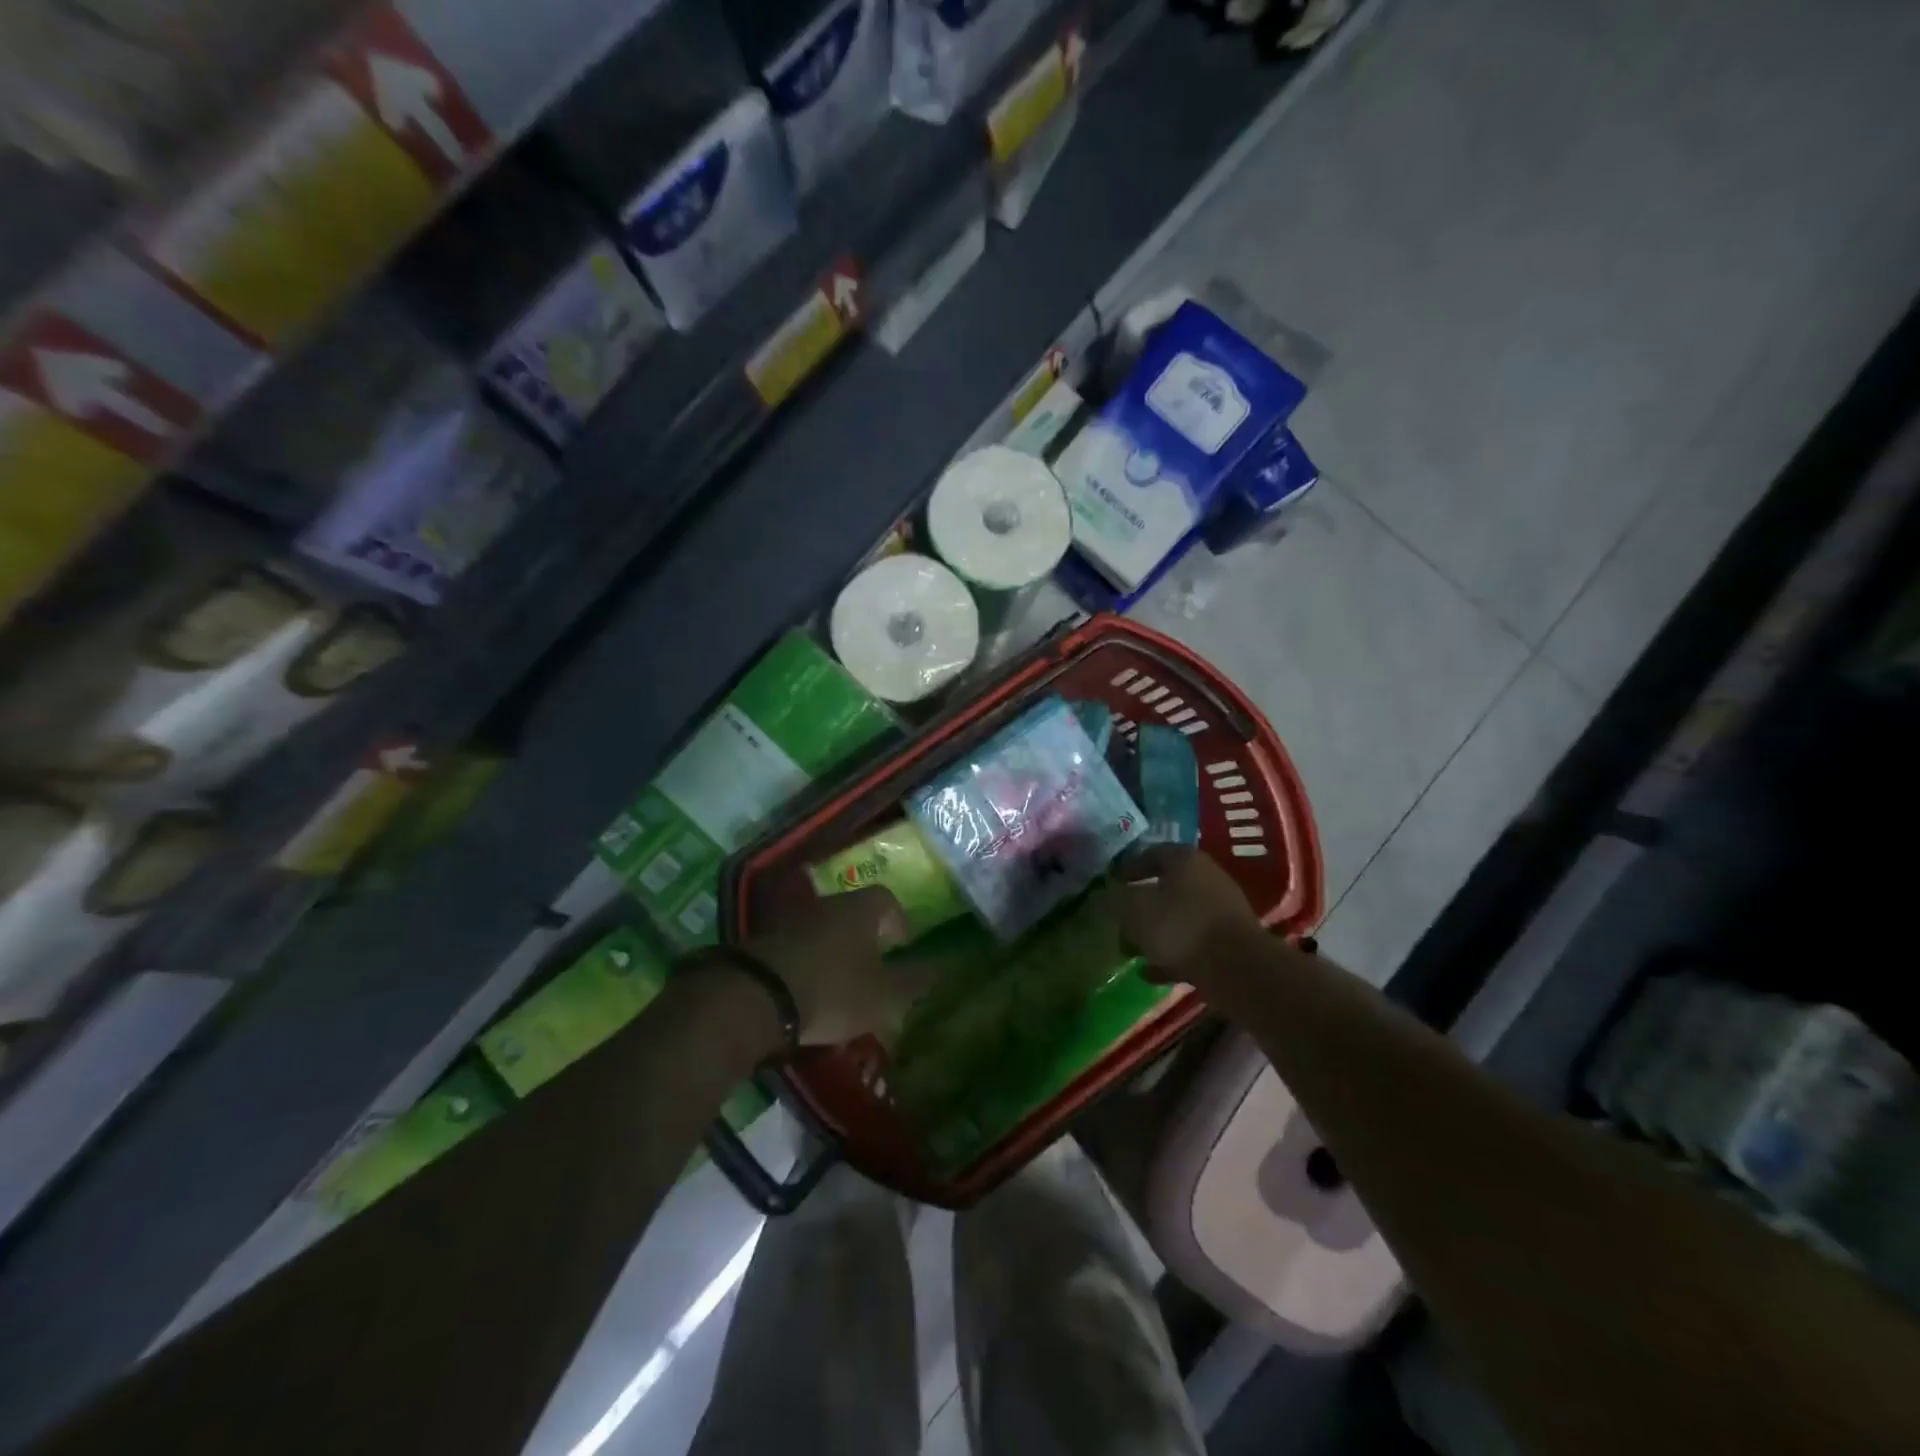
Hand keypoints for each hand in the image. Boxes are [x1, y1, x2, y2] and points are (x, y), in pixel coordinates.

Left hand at [744, 887, 938, 1045]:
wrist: (756, 996)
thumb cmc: (833, 989)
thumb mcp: (883, 996)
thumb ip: (913, 983)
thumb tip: (941, 969)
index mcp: (860, 908)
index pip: (887, 900)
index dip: (898, 921)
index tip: (902, 947)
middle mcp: (826, 904)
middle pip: (853, 913)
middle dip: (866, 938)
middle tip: (874, 968)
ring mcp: (791, 919)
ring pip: (823, 930)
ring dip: (834, 951)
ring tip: (841, 985)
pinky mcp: (763, 941)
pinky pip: (797, 947)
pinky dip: (807, 963)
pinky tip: (808, 991)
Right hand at [1105, 845, 1264, 993]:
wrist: (1238, 970)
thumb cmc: (1181, 927)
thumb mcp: (1136, 910)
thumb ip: (1116, 900)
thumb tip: (1107, 895)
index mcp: (1186, 860)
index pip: (1153, 853)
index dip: (1129, 867)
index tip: (1111, 883)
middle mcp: (1207, 879)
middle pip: (1167, 887)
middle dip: (1141, 905)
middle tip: (1119, 921)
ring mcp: (1222, 912)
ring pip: (1179, 918)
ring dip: (1155, 933)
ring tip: (1130, 951)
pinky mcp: (1229, 944)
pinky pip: (1193, 945)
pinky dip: (1171, 956)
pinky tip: (1150, 974)